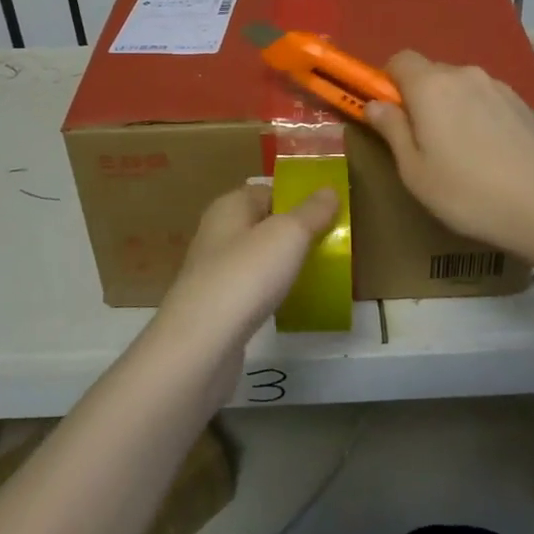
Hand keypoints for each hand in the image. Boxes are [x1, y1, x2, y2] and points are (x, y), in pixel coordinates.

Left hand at [154, 183, 337, 353]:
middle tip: (330, 244)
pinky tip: (289, 303)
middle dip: (294, 233)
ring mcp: (214, 272)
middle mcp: (217, 233)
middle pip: (262, 224)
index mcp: (229, 206)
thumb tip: (329, 190)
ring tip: (316, 273)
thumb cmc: (247, 275)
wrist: (202, 343)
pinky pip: (251, 289)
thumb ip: (312, 211)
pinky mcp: (216, 307)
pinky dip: (270, 292)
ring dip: (283, 264)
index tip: (330, 213)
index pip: (267, 191)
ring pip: (257, 258)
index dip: (297, 198)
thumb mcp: (289, 234)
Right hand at [366, 50, 533, 261]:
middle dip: (418, 98)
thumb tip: (375, 104)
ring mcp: (497, 86)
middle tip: (421, 142)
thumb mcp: (414, 171)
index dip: (387, 82)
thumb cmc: (466, 192)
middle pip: (430, 73)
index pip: (399, 60)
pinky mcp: (521, 103)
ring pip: (460, 87)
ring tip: (458, 152)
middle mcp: (464, 75)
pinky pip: (485, 99)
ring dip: (449, 107)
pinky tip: (487, 153)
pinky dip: (476, 116)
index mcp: (430, 86)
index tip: (389, 115)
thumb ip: (392, 130)